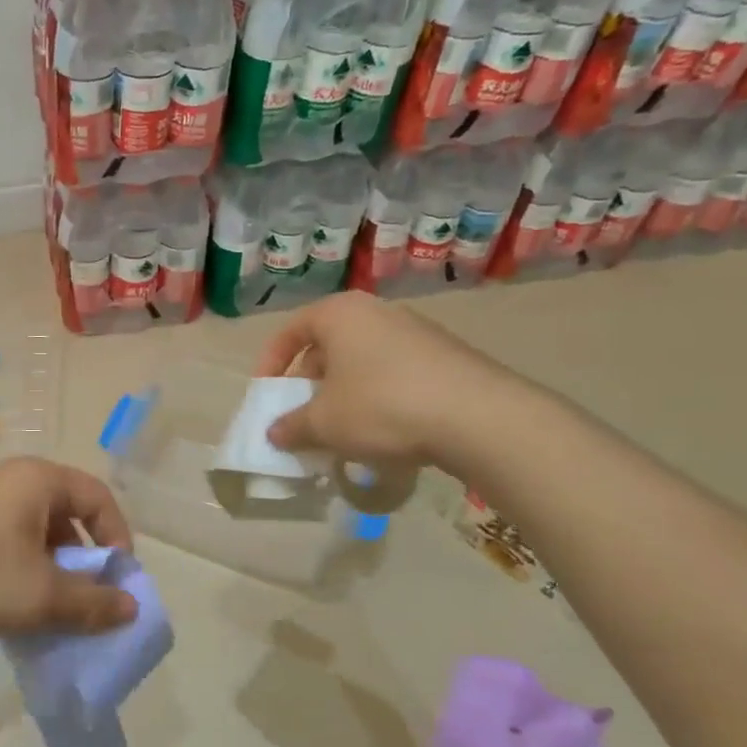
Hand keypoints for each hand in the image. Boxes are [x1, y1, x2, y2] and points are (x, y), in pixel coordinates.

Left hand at [0, 458, 138, 642]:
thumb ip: (92, 602)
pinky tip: (10, 607)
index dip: (117, 538)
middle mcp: (9, 479)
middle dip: (82, 561)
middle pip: (66, 514)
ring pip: (33, 532)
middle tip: (83, 602)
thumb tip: (131, 608)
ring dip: (50, 571)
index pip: (98, 498)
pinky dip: (20, 570)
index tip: (117, 582)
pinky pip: (4, 541)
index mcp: (37, 480)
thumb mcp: (40, 595)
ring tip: (47, 612)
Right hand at [253, 292, 510, 469]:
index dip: (270, 363)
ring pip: (361, 362)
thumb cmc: (382, 407)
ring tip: (339, 430)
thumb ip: (291, 426)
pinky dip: (376, 398)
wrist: (479, 417)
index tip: (266, 395)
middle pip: (327, 346)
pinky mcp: (446, 357)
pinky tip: (382, 432)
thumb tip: (274, 433)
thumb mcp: (323, 423)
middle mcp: (377, 313)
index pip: (291, 330)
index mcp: (340, 314)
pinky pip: (394, 374)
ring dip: (342, 394)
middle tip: (301, 416)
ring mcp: (416, 332)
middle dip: (308, 383)